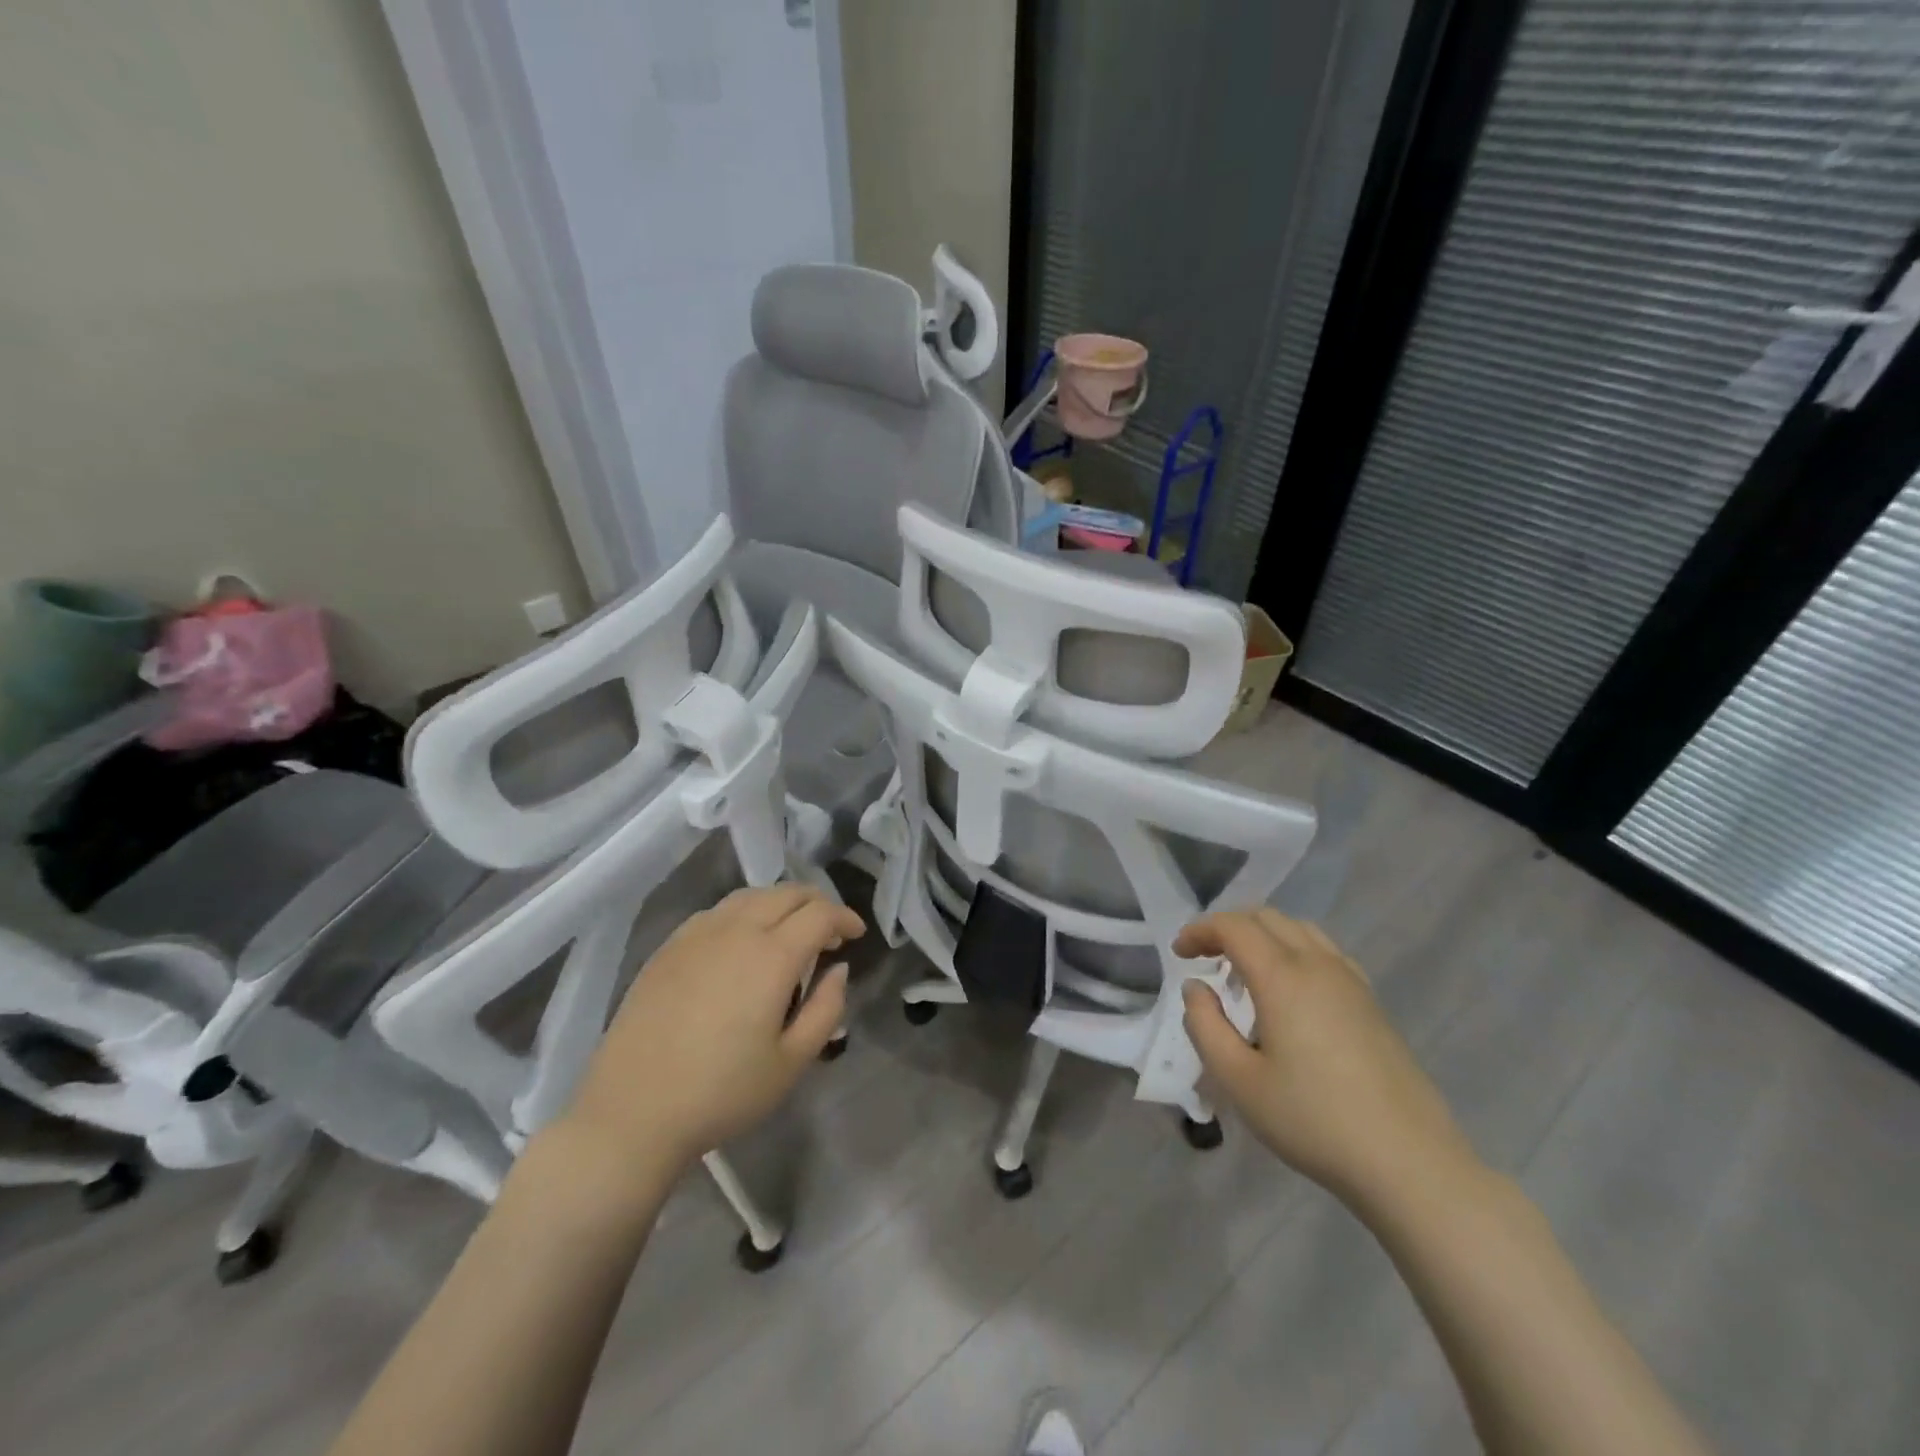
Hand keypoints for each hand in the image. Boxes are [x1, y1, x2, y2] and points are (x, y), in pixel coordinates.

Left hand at [563, 884, 863, 1175]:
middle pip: (787, 892)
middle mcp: (736, 930)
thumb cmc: (721, 1093)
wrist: (631, 1113)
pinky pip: (717, 911)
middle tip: (829, 933)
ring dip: (780, 904)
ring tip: (788, 933)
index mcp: (772, 956)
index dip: (844, 917)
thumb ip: (826, 1009)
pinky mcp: (668, 947)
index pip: (820, 913)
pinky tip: (741, 943)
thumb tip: (838, 969)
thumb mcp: (791, 1062)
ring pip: (750, 895)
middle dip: (817, 904)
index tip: (856, 935)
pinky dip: (744, 913)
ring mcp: (697, 934)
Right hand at [1177, 909, 1477, 1210]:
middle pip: (1267, 918)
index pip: (1234, 927)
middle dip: (1228, 927)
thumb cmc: (1313, 1121)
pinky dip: (1294, 950)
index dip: (1200, 930)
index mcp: (1283, 977)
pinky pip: (1325, 952)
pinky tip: (1290, 990)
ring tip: (1243, 971)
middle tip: (1204, 957)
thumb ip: (1205, 1025)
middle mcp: (1318, 965)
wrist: (1409, 1163)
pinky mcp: (1372, 1003)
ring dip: (1263, 936)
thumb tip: (1196, 987)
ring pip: (1300, 930)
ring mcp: (1351, 981)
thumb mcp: (1238, 1081)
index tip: (1179, 954)